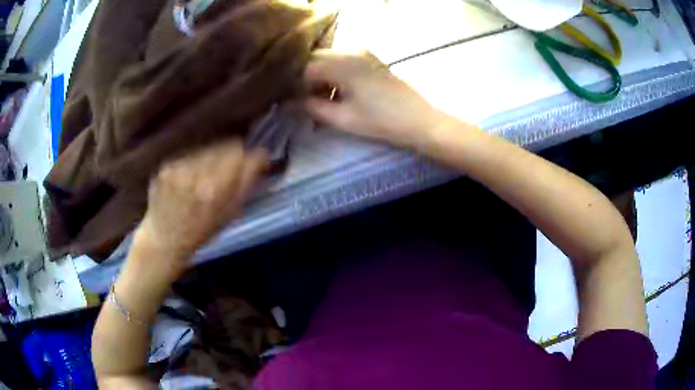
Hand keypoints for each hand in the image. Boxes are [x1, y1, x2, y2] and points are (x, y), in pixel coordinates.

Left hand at [134, 139, 268, 271]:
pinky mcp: (165, 167)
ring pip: (207, 149)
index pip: (240, 153)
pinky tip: (188, 181)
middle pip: (225, 146)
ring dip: (212, 159)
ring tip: (206, 178)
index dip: (251, 156)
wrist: (163, 241)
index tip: (256, 160)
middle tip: (229, 171)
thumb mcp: (229, 215)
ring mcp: (177, 168)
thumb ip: (245, 184)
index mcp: (214, 190)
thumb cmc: (199, 233)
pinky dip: (194, 164)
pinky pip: (189, 155)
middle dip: (232, 156)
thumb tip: (261, 157)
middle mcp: (195, 174)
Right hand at [304, 50, 449, 148]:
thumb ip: (313, 108)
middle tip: (309, 101)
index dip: (298, 86)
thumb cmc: (381, 120)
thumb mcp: (343, 118)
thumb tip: (293, 103)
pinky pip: (344, 60)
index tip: (297, 103)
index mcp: (341, 64)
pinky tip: (340, 92)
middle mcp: (350, 51)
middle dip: (308, 79)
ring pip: (330, 59)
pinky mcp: (372, 59)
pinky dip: (336, 73)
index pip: (307, 68)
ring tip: (324, 99)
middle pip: (317, 59)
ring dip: (322, 76)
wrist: (419, 119)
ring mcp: (363, 53)